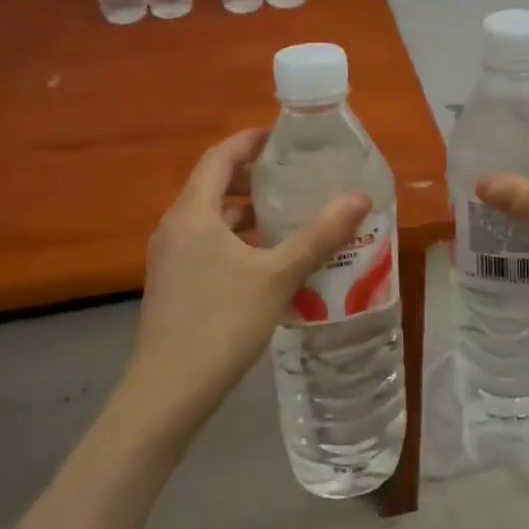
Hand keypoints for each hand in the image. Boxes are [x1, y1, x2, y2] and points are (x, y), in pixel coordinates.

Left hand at [124, 127, 369, 432]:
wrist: (168, 391)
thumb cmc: (222, 323)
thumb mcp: (278, 276)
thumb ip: (319, 235)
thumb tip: (360, 198)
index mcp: (193, 213)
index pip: (220, 157)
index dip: (251, 141)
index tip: (284, 137)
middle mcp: (175, 227)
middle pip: (215, 185)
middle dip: (254, 177)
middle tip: (296, 176)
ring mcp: (171, 258)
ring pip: (212, 219)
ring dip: (248, 212)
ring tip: (291, 214)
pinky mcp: (174, 284)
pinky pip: (208, 244)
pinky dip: (238, 239)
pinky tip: (269, 259)